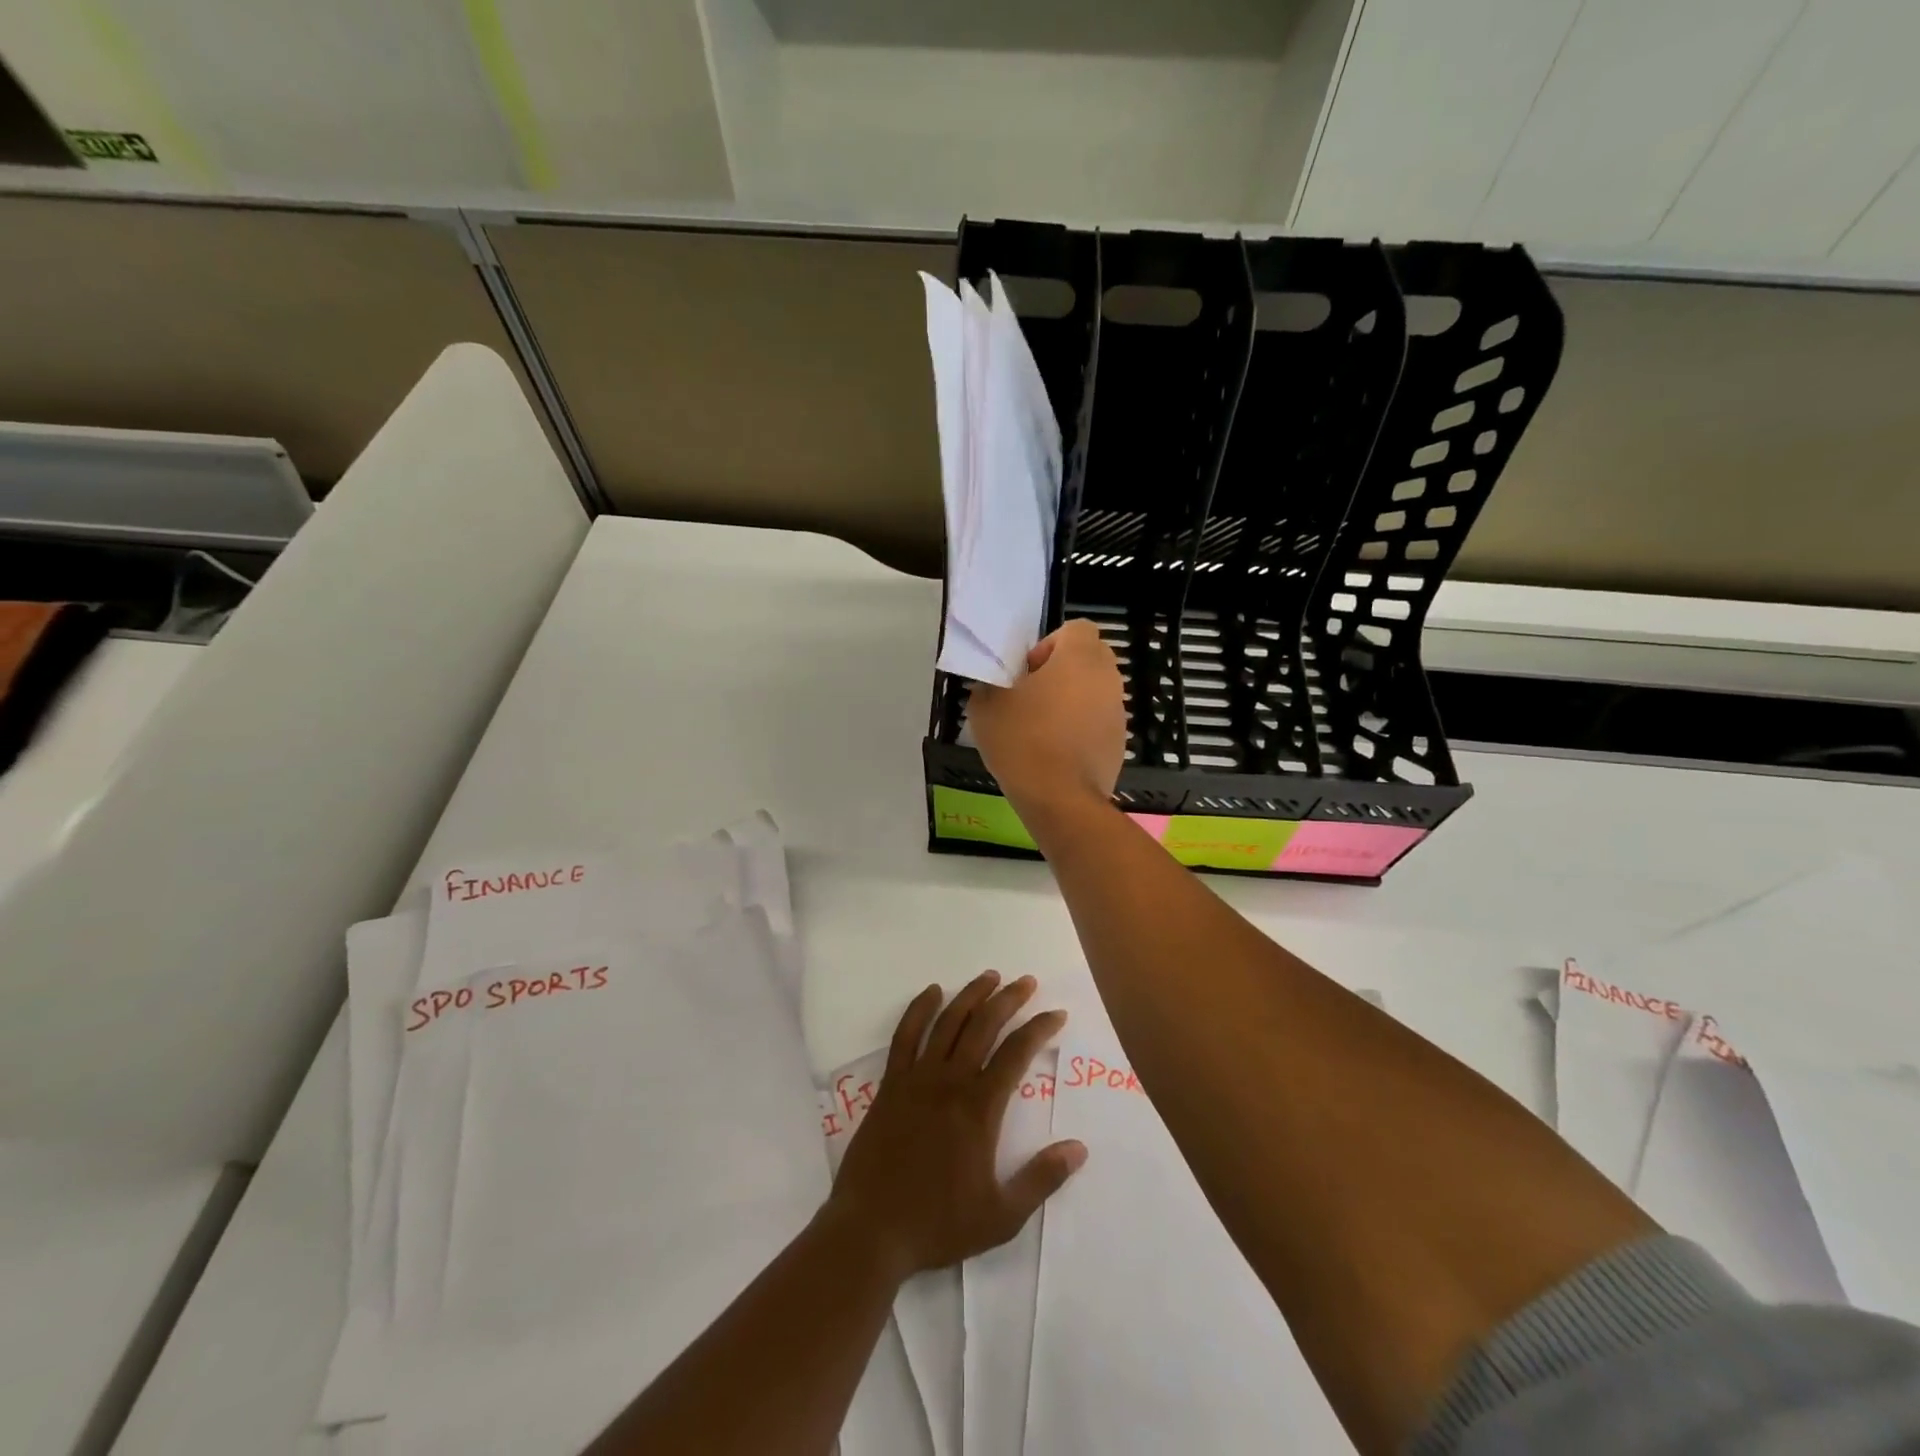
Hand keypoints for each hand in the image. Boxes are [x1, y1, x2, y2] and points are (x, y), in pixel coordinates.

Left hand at [827, 972, 1085, 1280]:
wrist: (871, 1230)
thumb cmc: (938, 1224)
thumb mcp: (1001, 1216)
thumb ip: (1041, 1179)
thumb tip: (1079, 1148)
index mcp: (979, 1109)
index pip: (1016, 1053)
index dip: (1039, 1028)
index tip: (1056, 1014)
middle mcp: (950, 1082)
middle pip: (984, 1026)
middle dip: (1009, 999)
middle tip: (1027, 982)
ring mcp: (917, 1079)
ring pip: (948, 1022)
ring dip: (971, 995)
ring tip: (989, 977)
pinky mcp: (891, 1084)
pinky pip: (905, 1035)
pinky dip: (919, 1009)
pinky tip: (931, 992)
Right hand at [968, 619, 1125, 818]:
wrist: (1060, 799)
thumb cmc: (1022, 741)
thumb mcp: (985, 707)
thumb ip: (990, 684)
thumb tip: (995, 686)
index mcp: (1079, 658)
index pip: (1077, 628)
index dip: (1050, 644)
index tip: (1028, 672)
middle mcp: (1107, 678)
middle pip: (1089, 657)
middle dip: (1062, 670)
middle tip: (1032, 696)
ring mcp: (1118, 712)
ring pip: (1095, 691)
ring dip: (1072, 700)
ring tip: (1042, 728)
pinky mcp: (1119, 742)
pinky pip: (1099, 721)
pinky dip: (1081, 728)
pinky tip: (1056, 753)